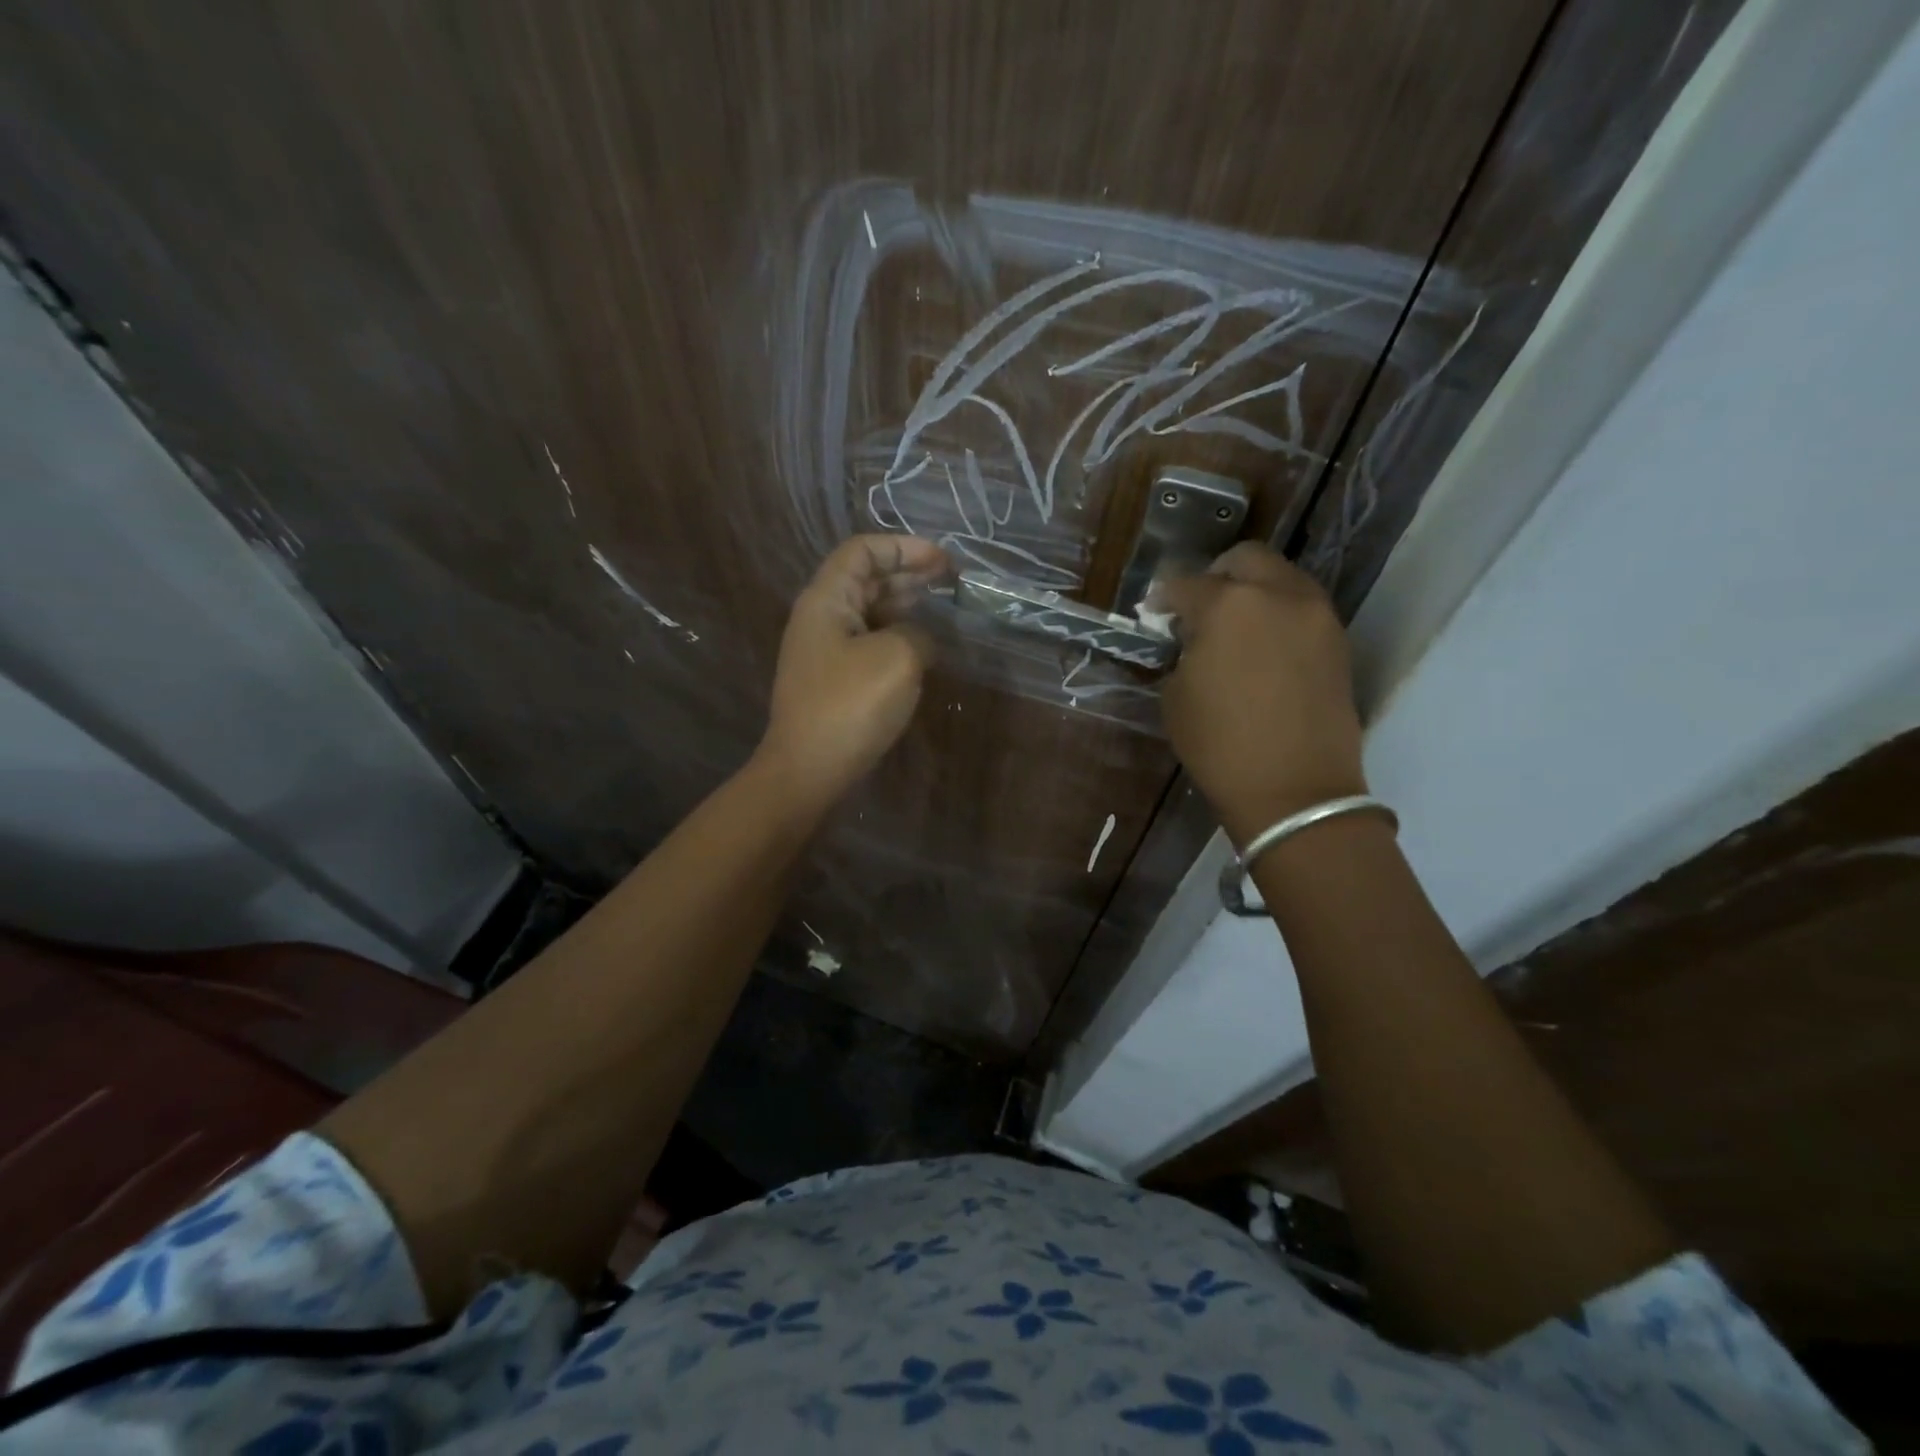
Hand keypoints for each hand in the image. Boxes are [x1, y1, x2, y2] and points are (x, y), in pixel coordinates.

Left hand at [756, 534, 950, 805]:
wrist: (809, 769)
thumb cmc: (851, 705)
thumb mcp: (898, 657)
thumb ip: (917, 633)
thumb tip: (920, 639)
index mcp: (826, 600)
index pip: (862, 551)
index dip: (903, 547)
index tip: (943, 560)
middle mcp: (820, 618)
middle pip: (865, 579)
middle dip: (908, 572)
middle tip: (950, 579)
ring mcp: (825, 652)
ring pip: (868, 612)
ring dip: (904, 604)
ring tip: (942, 606)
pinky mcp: (834, 681)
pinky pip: (869, 642)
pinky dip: (897, 635)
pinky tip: (923, 647)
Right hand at [1157, 542, 1367, 846]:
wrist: (1296, 791)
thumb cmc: (1220, 745)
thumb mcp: (1177, 695)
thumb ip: (1185, 651)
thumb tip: (1193, 637)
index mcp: (1229, 605)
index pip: (1186, 583)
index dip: (1164, 597)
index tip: (1155, 611)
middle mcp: (1279, 595)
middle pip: (1245, 560)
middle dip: (1216, 576)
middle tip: (1199, 607)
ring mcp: (1316, 615)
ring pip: (1281, 579)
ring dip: (1253, 591)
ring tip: (1235, 628)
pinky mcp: (1338, 641)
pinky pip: (1302, 609)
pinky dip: (1278, 615)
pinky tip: (1263, 649)